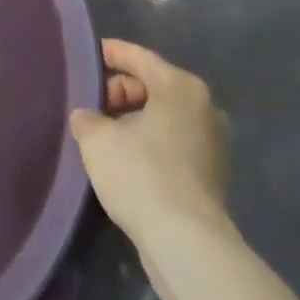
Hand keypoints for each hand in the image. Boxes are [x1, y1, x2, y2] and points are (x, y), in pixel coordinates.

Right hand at [69, 39, 233, 299]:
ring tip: (103, 132)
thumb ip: (87, 118)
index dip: (110, 53)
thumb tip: (87, 118)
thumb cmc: (141, 174)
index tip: (88, 55)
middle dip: (120, 91)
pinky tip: (124, 158)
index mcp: (180, 87)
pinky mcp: (211, 177)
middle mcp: (203, 108)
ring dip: (134, 120)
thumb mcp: (97, 138)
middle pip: (153, 86)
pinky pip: (172, 144)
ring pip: (163, 118)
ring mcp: (212, 144)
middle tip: (91, 104)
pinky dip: (149, 143)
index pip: (139, 57)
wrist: (187, 245)